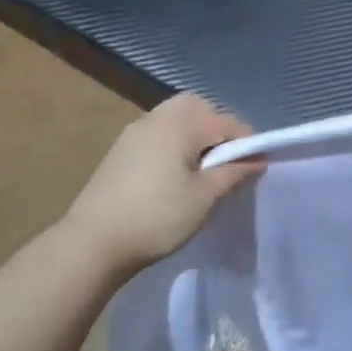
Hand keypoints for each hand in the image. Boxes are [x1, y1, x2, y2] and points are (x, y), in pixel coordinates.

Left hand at [62, 94, 262, 273]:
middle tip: (228, 160)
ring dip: (196, 133)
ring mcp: (134, 132)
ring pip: (176, 117)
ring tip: (203, 168)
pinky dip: (175, 141)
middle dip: (219, 127)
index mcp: (180, 124)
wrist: (93, 243)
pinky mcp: (121, 149)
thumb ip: (234, 172)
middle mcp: (157, 118)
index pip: (227, 122)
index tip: (256, 168)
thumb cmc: (157, 217)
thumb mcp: (204, 197)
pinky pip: (158, 131)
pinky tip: (176, 173)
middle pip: (198, 107)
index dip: (248, 142)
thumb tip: (258, 158)